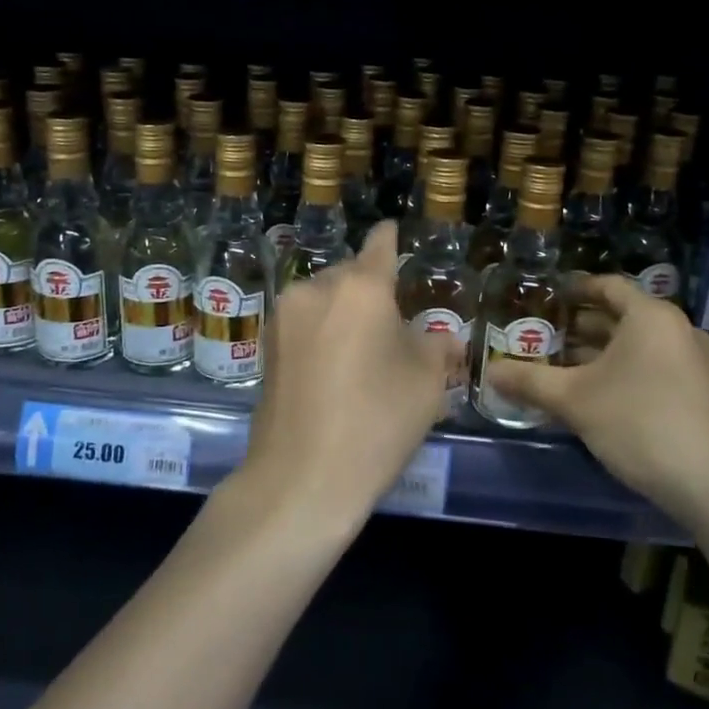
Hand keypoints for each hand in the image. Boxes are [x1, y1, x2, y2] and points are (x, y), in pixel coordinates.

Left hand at [240, 221, 460, 532]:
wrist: (302, 478)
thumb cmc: (376, 421)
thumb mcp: (426, 383)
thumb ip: (436, 346)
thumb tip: (441, 337)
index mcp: (361, 288)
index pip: (380, 245)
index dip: (391, 237)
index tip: (393, 231)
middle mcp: (317, 289)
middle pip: (350, 274)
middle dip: (371, 290)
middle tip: (392, 323)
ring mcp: (285, 317)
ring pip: (324, 299)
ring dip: (344, 312)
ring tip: (362, 351)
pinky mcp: (266, 347)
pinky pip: (304, 325)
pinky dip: (322, 333)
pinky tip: (335, 369)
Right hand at [488, 275, 708, 521]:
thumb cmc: (640, 424)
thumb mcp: (575, 401)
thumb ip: (529, 381)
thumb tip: (489, 372)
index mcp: (651, 316)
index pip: (607, 286)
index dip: (575, 288)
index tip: (547, 296)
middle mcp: (677, 329)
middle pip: (622, 316)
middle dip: (581, 326)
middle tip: (543, 334)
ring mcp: (694, 362)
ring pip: (637, 345)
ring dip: (600, 352)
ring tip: (561, 366)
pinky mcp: (700, 392)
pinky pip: (653, 366)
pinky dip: (623, 370)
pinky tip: (596, 395)